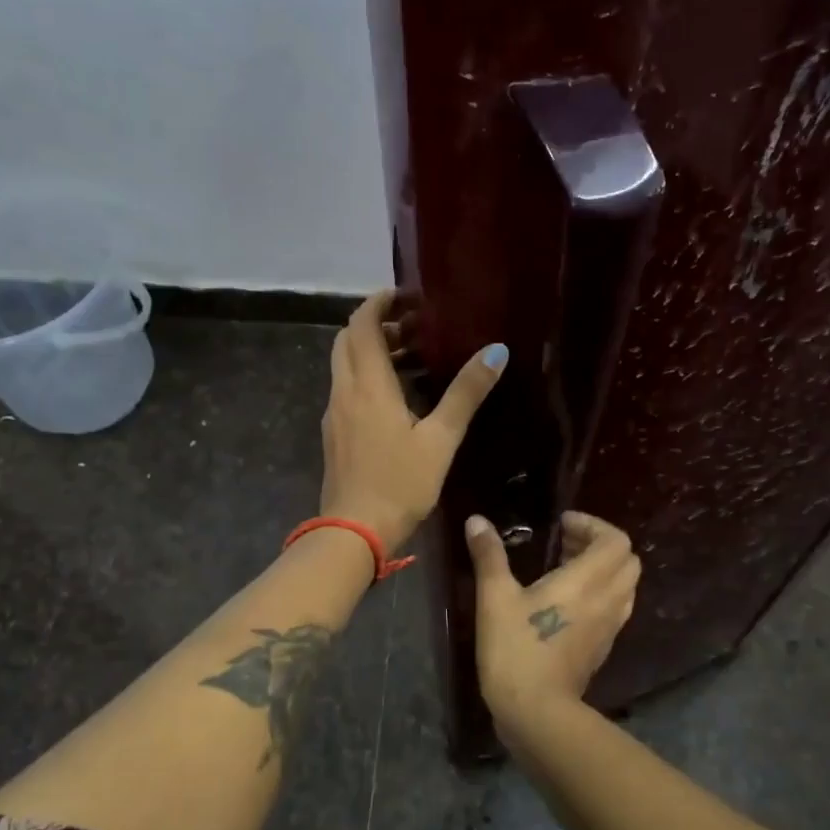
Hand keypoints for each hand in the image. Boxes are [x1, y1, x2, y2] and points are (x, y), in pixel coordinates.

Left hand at [321, 290, 507, 551]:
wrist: (353, 532)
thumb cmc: (400, 484)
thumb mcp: (441, 439)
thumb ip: (466, 393)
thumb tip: (496, 351)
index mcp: (368, 385)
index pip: (362, 325)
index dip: (380, 303)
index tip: (407, 297)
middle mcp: (344, 391)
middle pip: (348, 340)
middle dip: (376, 324)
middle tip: (414, 327)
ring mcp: (334, 414)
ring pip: (345, 366)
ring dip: (371, 352)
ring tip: (412, 358)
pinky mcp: (334, 434)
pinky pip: (346, 389)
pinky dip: (366, 377)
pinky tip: (396, 398)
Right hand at [464, 510, 639, 733]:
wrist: (537, 711)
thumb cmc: (516, 649)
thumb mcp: (494, 598)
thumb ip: (489, 556)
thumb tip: (477, 521)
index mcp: (587, 581)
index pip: (616, 541)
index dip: (593, 525)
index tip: (562, 526)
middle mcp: (607, 600)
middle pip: (627, 561)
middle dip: (600, 545)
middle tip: (565, 544)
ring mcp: (610, 627)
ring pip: (625, 586)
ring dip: (603, 570)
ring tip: (566, 570)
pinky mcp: (604, 647)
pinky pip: (616, 608)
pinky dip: (601, 594)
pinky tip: (569, 603)